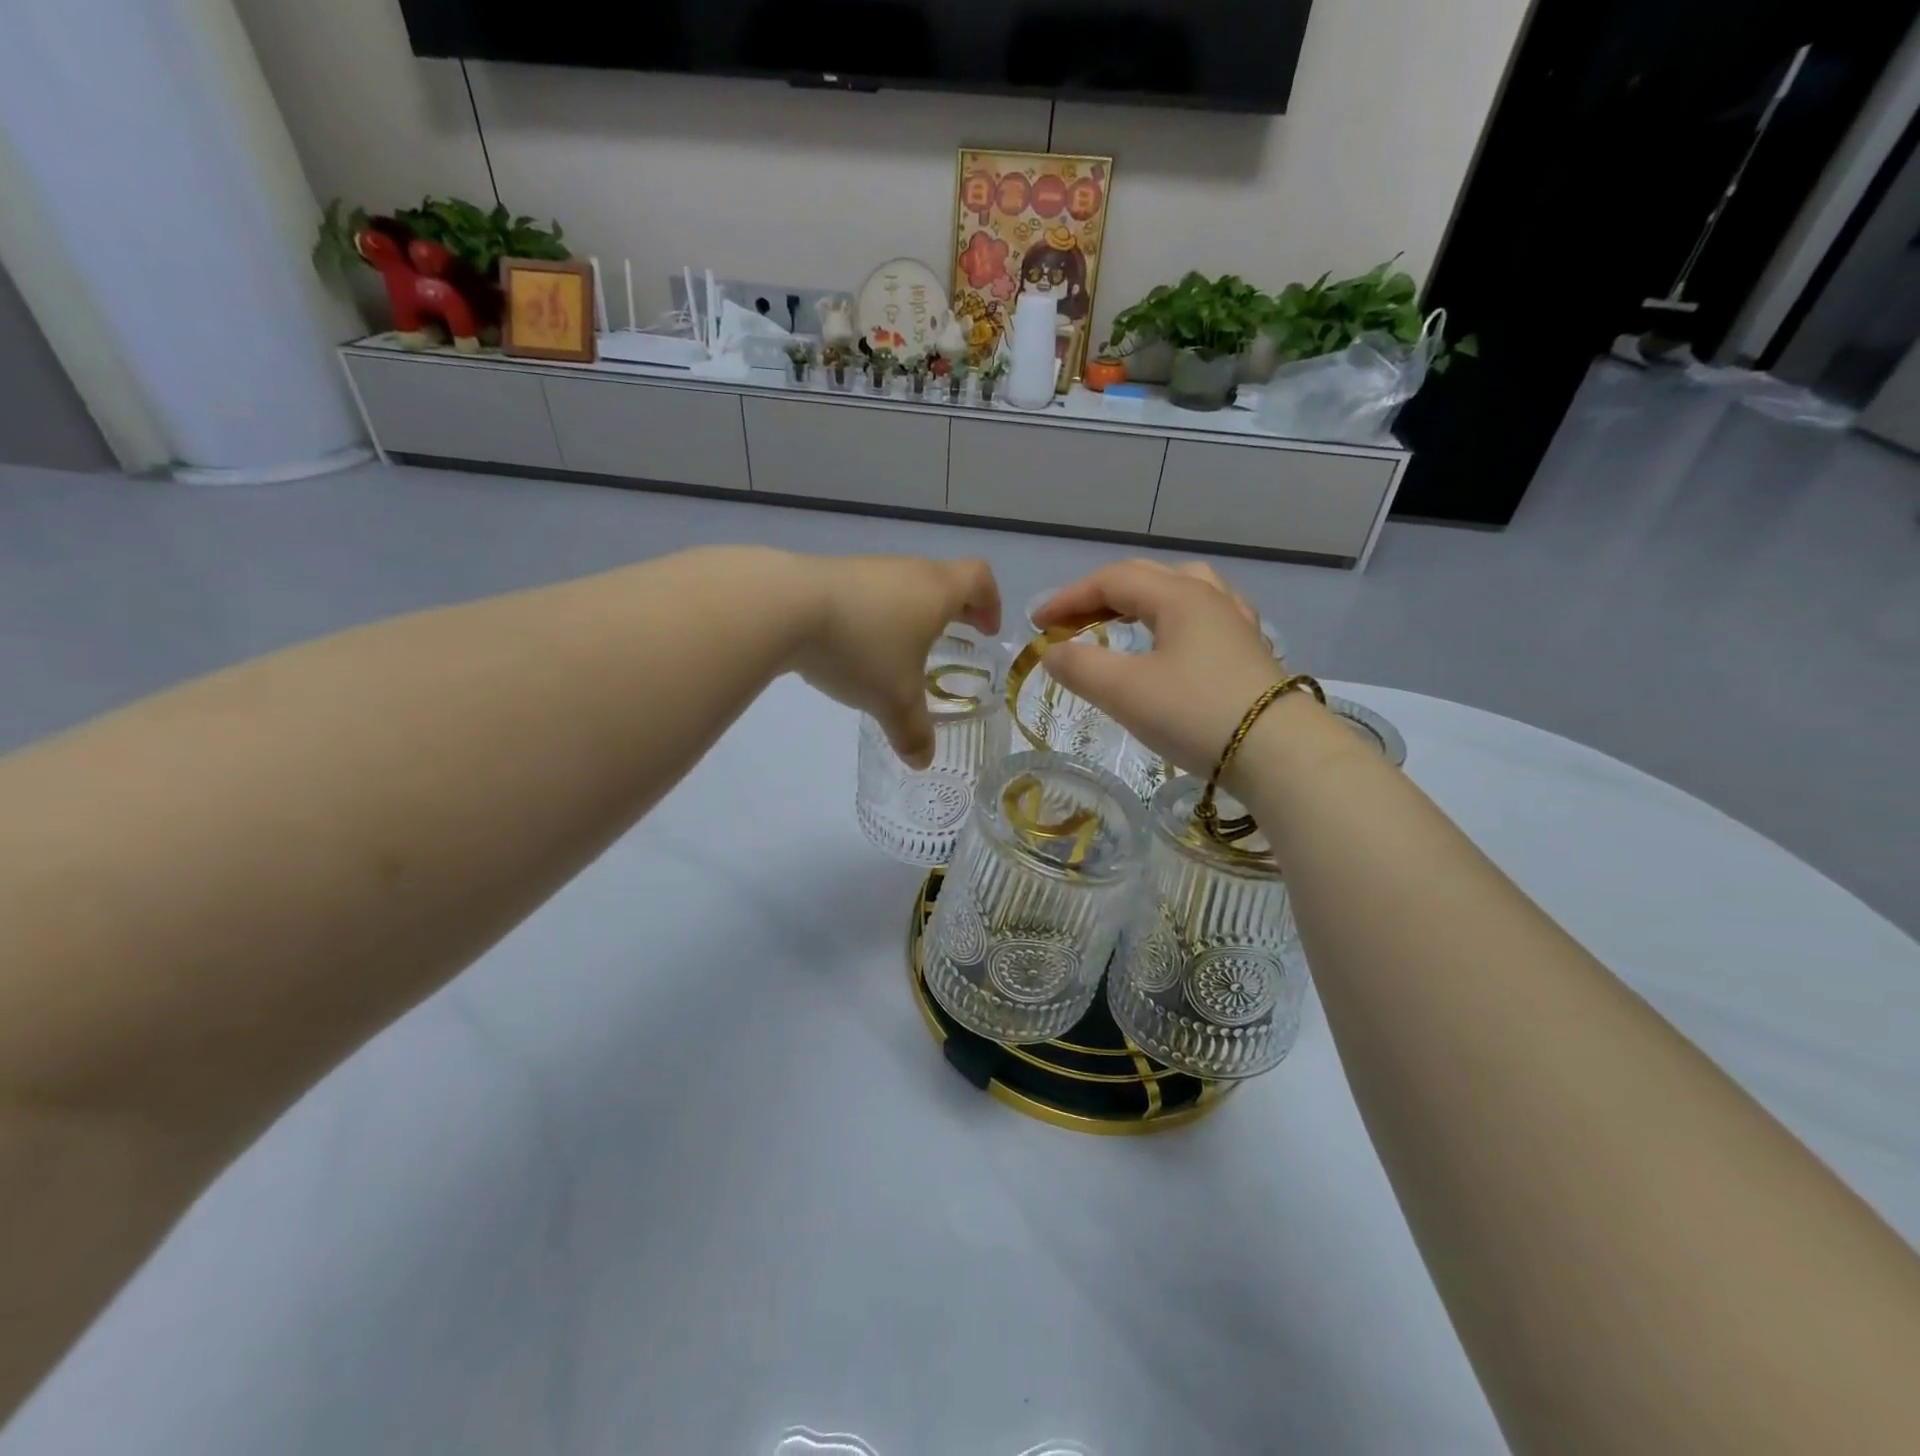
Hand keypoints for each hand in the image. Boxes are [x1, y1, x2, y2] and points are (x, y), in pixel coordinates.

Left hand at [790, 555, 1001, 767]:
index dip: (990, 602)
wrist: (784, 606)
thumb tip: (923, 761)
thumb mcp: (894, 699)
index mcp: (936, 591)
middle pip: (943, 579)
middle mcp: (907, 571)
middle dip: (954, 609)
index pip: (979, 579)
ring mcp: (867, 569)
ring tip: (902, 648)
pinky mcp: (831, 575)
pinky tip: (856, 644)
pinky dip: (875, 614)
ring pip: (903, 585)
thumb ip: (913, 731)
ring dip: (911, 612)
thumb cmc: (861, 647)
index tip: (987, 629)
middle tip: (956, 637)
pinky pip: (868, 593)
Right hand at [1034, 560, 1282, 774]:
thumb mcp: (1125, 691)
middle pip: (1146, 578)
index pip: (1112, 580)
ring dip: (1142, 601)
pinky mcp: (1250, 653)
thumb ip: (1080, 667)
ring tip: (1123, 620)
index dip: (1069, 598)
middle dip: (1100, 596)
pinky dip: (1174, 621)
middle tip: (1070, 623)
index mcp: (1178, 596)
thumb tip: (1052, 653)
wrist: (1280, 753)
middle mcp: (1210, 598)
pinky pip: (1204, 617)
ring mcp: (1236, 624)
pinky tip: (1176, 641)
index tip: (1037, 624)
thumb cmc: (1195, 713)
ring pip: (1182, 591)